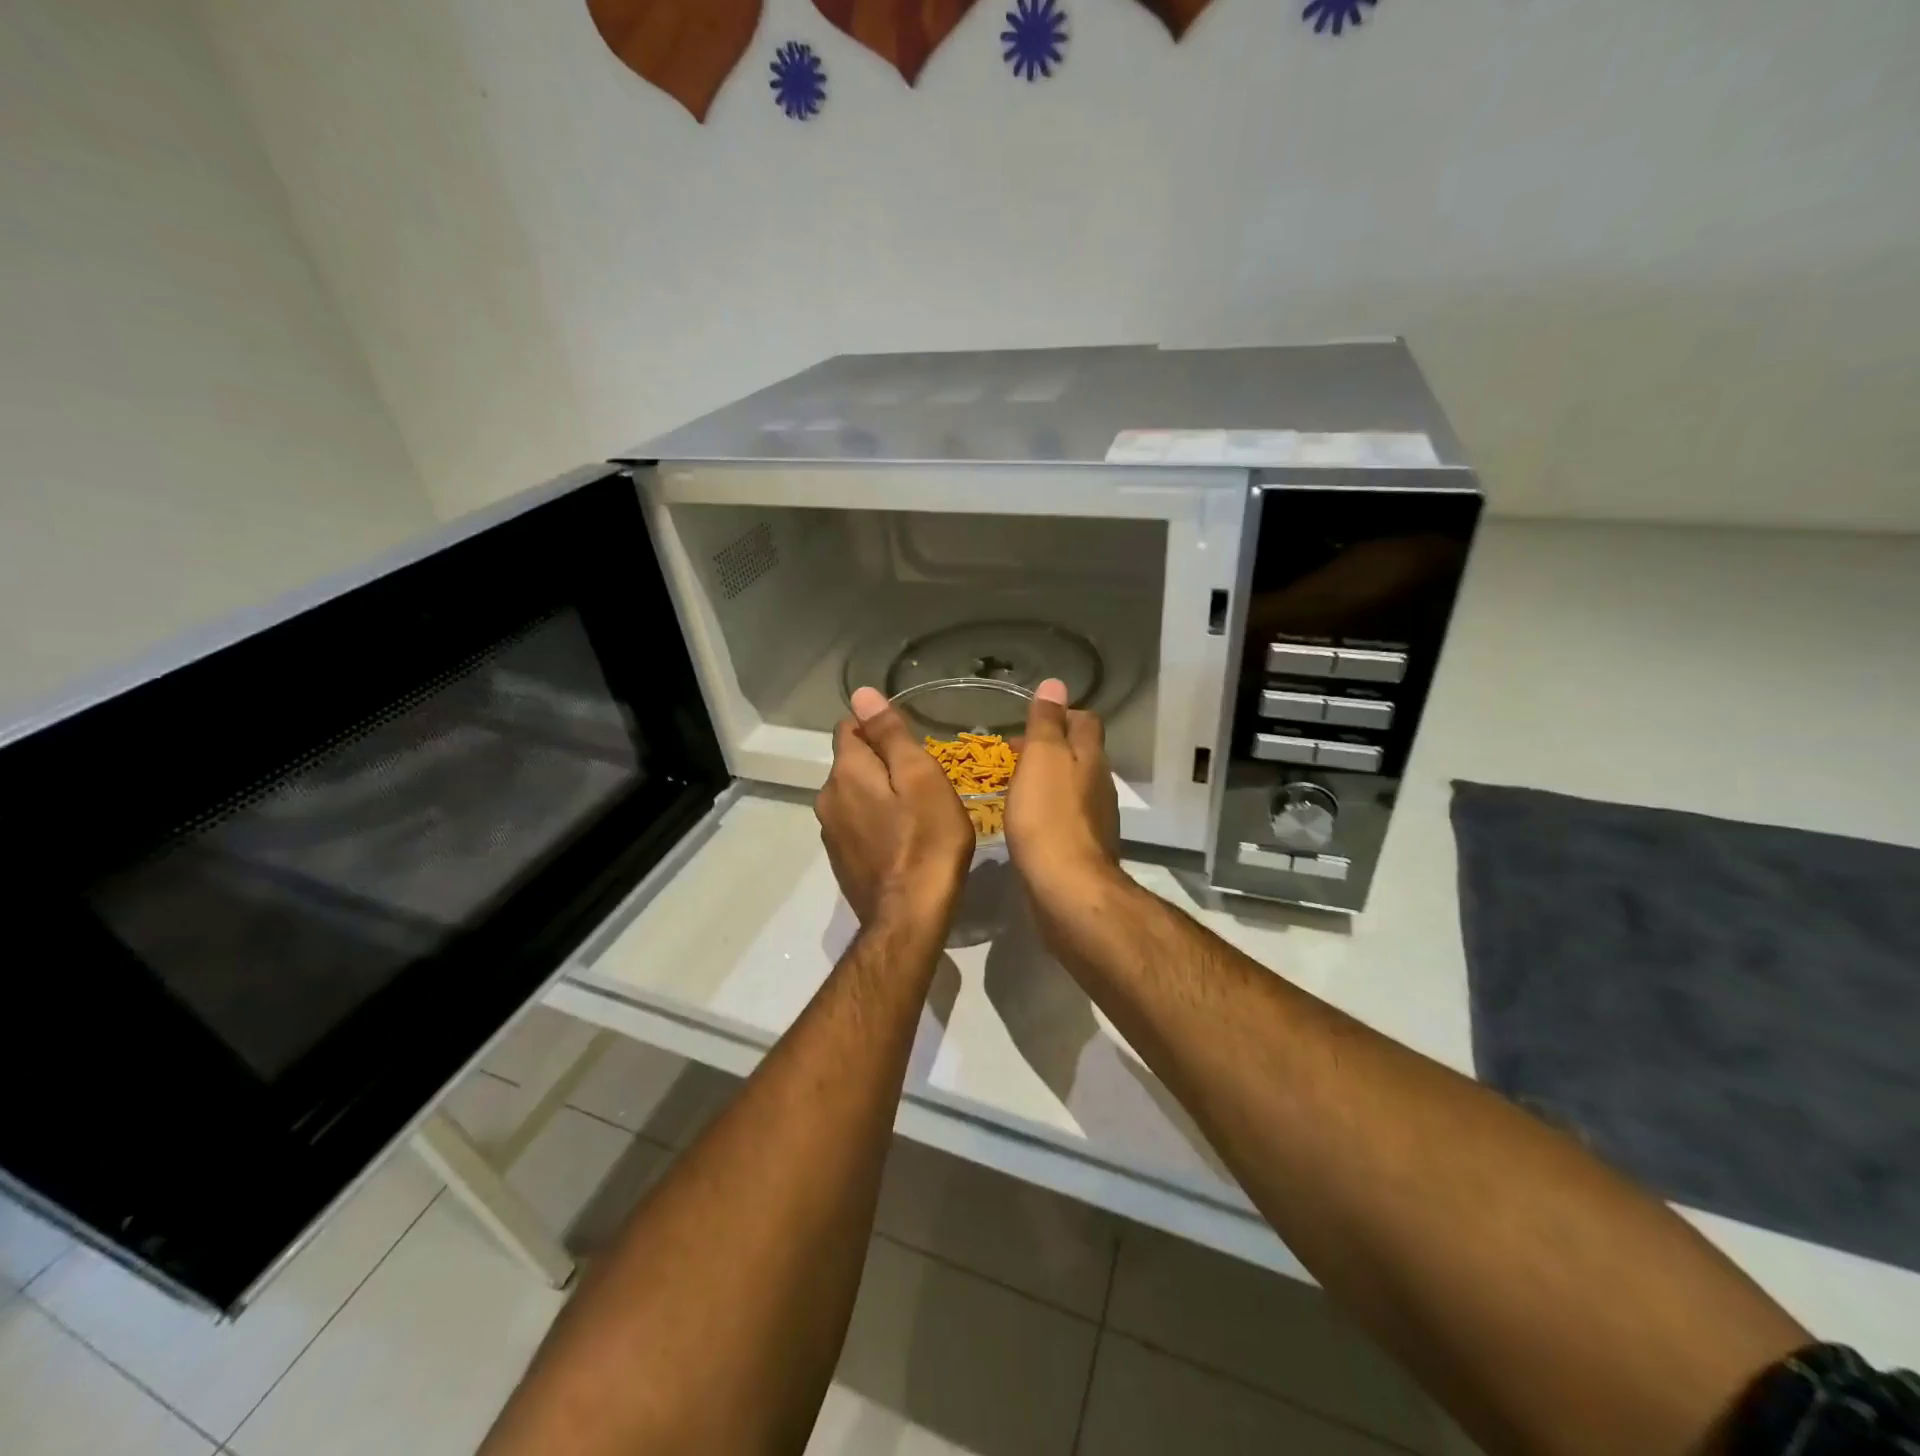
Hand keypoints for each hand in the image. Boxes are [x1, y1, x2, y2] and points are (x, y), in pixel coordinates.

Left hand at [816, 686, 973, 929]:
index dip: (879, 728)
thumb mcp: (919, 777)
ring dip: (879, 794)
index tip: (911, 746)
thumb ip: (889, 734)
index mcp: (845, 772)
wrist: (910, 917)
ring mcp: (831, 832)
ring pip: (854, 794)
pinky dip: (876, 822)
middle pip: (851, 762)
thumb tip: (861, 693)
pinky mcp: (841, 859)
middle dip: (881, 763)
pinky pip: (857, 824)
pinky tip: (902, 839)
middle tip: (923, 781)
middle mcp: (827, 797)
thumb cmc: (926, 840)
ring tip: (916, 811)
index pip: (849, 727)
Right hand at [1005, 678, 1122, 914]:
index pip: (1085, 721)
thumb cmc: (1048, 816)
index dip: (1062, 714)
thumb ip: (1048, 722)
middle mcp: (1099, 784)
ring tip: (1014, 785)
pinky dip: (1048, 810)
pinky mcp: (1083, 848)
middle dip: (1050, 748)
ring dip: (1048, 779)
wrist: (1066, 888)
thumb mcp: (1042, 758)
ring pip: (1072, 786)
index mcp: (1090, 757)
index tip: (1031, 722)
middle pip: (1080, 753)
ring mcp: (1095, 818)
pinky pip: (1066, 817)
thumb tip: (1057, 683)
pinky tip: (1026, 821)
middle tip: (1013, 753)